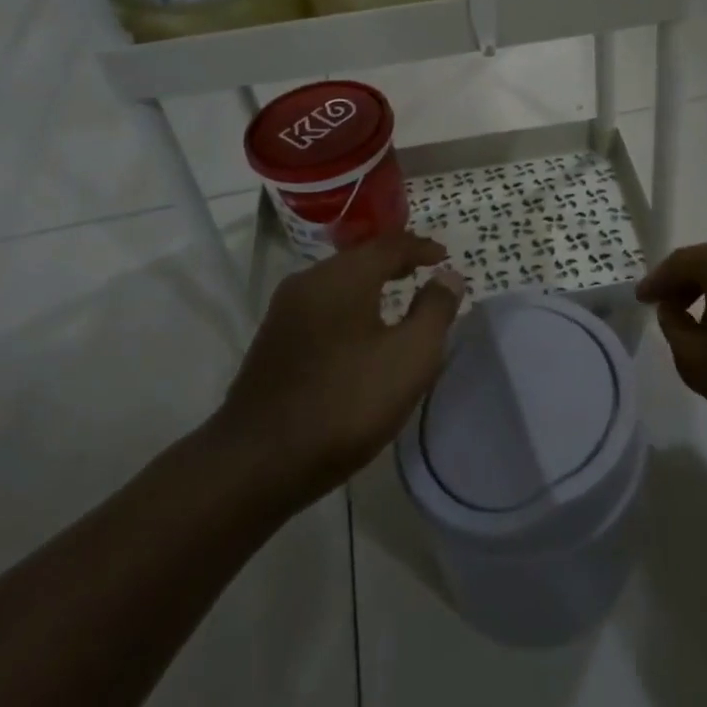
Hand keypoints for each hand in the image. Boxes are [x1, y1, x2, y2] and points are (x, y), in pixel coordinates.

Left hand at [213, 232, 466, 510]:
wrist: (258, 461)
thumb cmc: (346, 402)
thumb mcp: (410, 357)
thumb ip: (435, 311)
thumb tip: (448, 276)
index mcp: (343, 276)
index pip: (390, 245)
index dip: (421, 248)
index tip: (444, 256)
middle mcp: (309, 282)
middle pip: (360, 258)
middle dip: (394, 261)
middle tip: (423, 270)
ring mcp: (285, 311)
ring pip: (338, 282)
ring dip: (370, 283)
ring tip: (397, 298)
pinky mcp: (273, 340)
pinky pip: (322, 306)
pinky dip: (349, 305)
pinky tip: (360, 331)